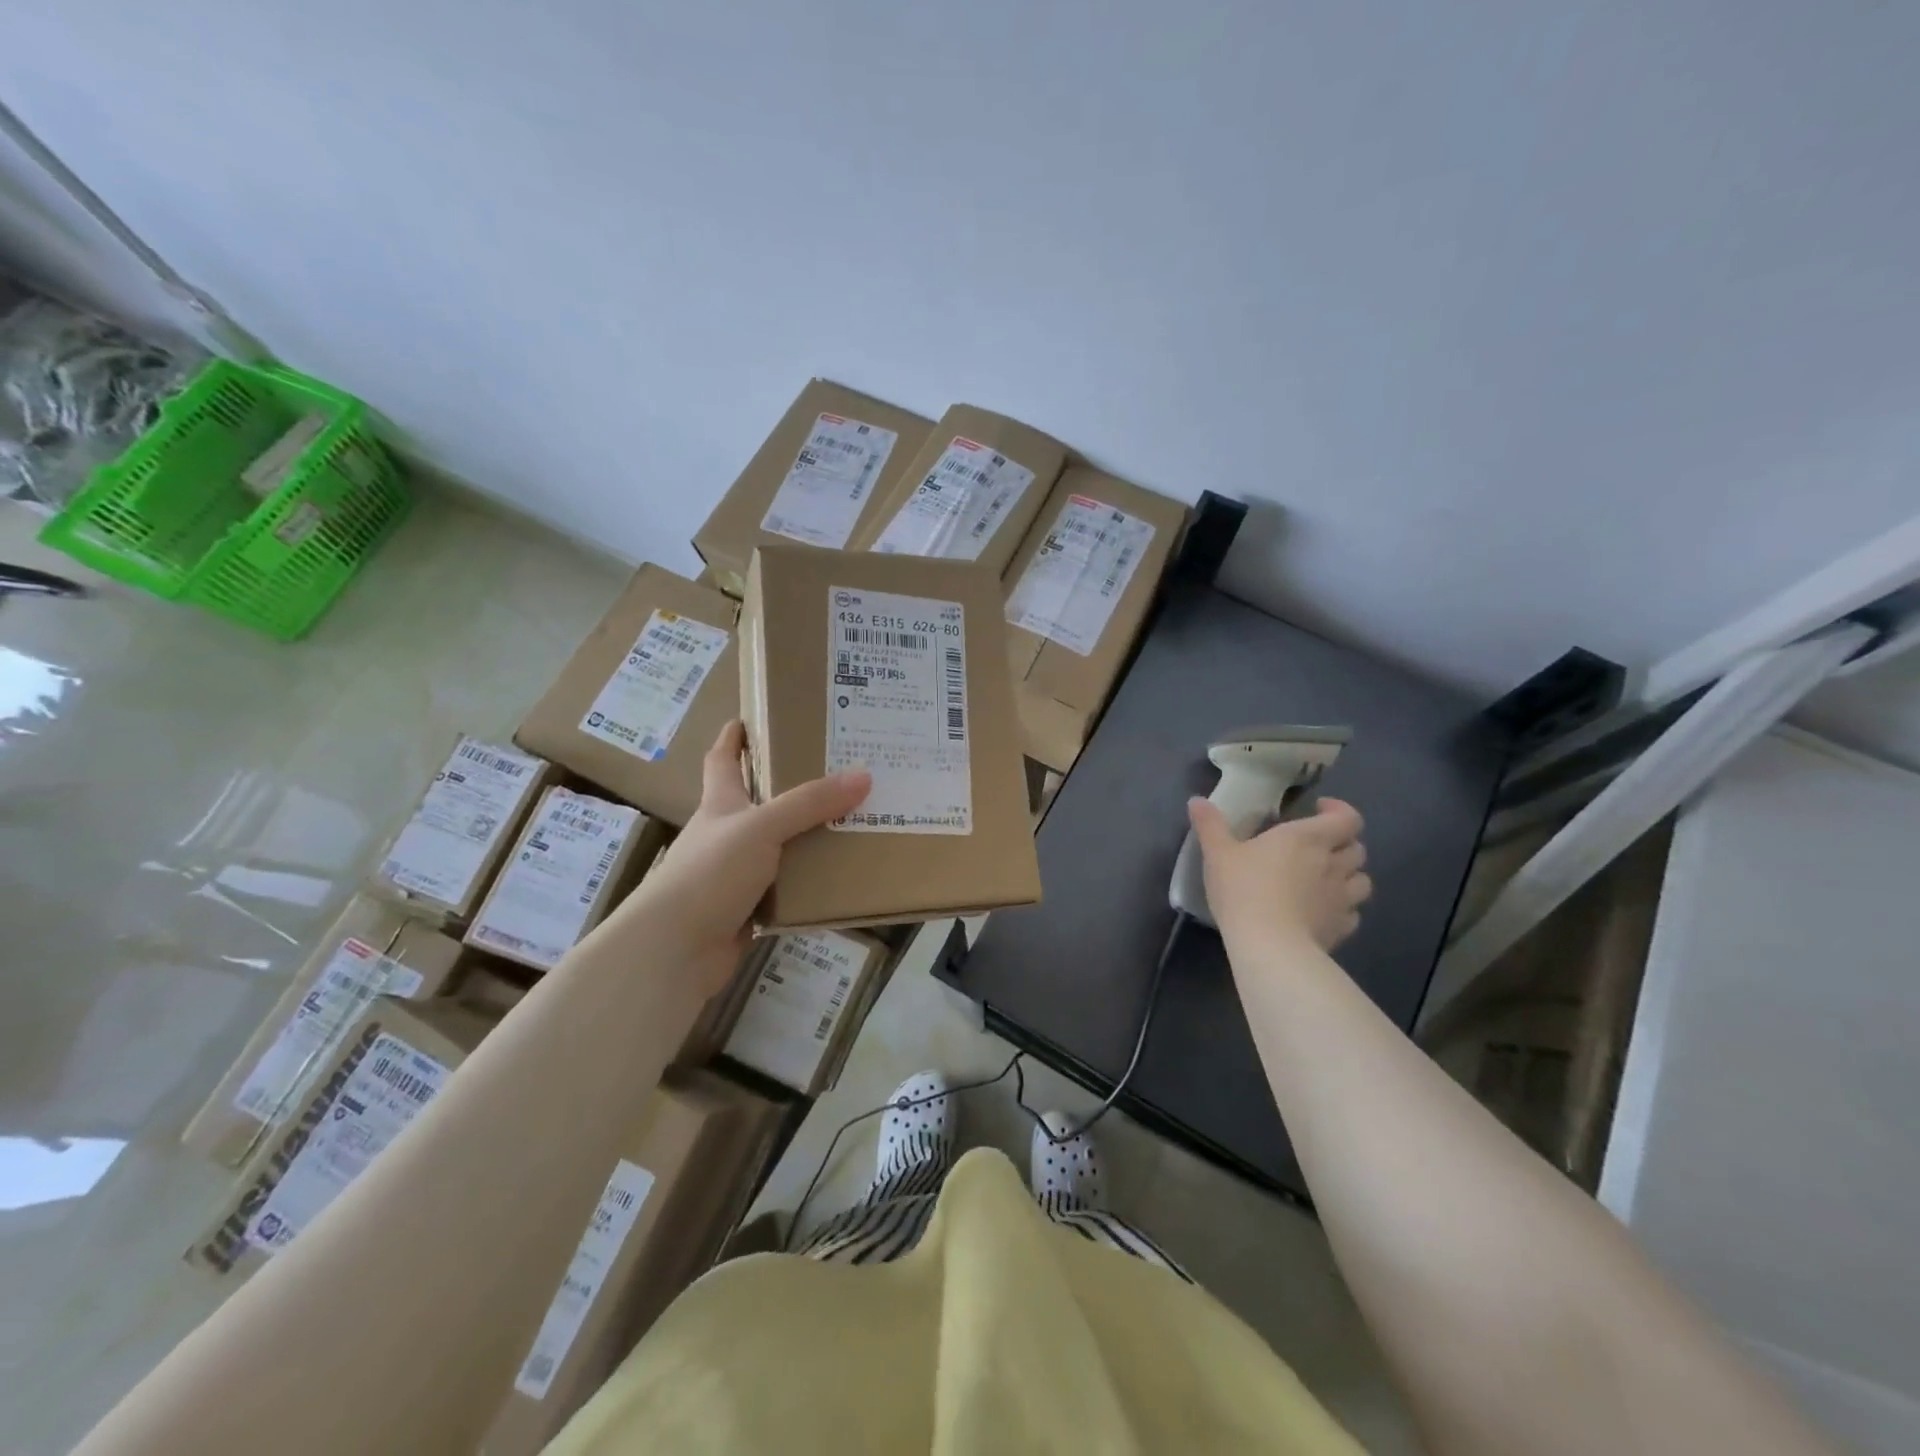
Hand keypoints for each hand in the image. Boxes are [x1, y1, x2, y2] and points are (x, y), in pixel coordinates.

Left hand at [614, 721, 869, 994]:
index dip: (733, 738)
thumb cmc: (710, 873)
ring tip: (849, 820)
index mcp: (720, 805)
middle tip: (832, 770)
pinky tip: (837, 875)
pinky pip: (785, 887)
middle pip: (756, 802)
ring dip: (804, 835)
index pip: (722, 761)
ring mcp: (734, 874)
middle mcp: (725, 835)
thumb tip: (864, 775)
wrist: (676, 949)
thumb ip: (811, 803)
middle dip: (786, 786)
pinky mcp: (746, 909)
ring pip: (776, 846)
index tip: (748, 718)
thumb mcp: (762, 827)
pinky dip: (807, 880)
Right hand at [1187, 796, 1371, 951]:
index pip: (1347, 818)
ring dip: (1350, 876)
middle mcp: (1332, 863)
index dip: (1339, 811)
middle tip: (1318, 847)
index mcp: (1307, 838)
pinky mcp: (1341, 928)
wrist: (1268, 944)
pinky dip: (1343, 909)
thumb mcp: (1218, 854)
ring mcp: (1342, 898)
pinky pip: (1352, 913)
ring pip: (1363, 881)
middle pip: (1357, 848)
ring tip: (1327, 879)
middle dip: (1343, 844)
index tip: (1318, 811)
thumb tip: (1196, 801)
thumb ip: (1210, 825)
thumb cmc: (1243, 889)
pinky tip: (1323, 912)